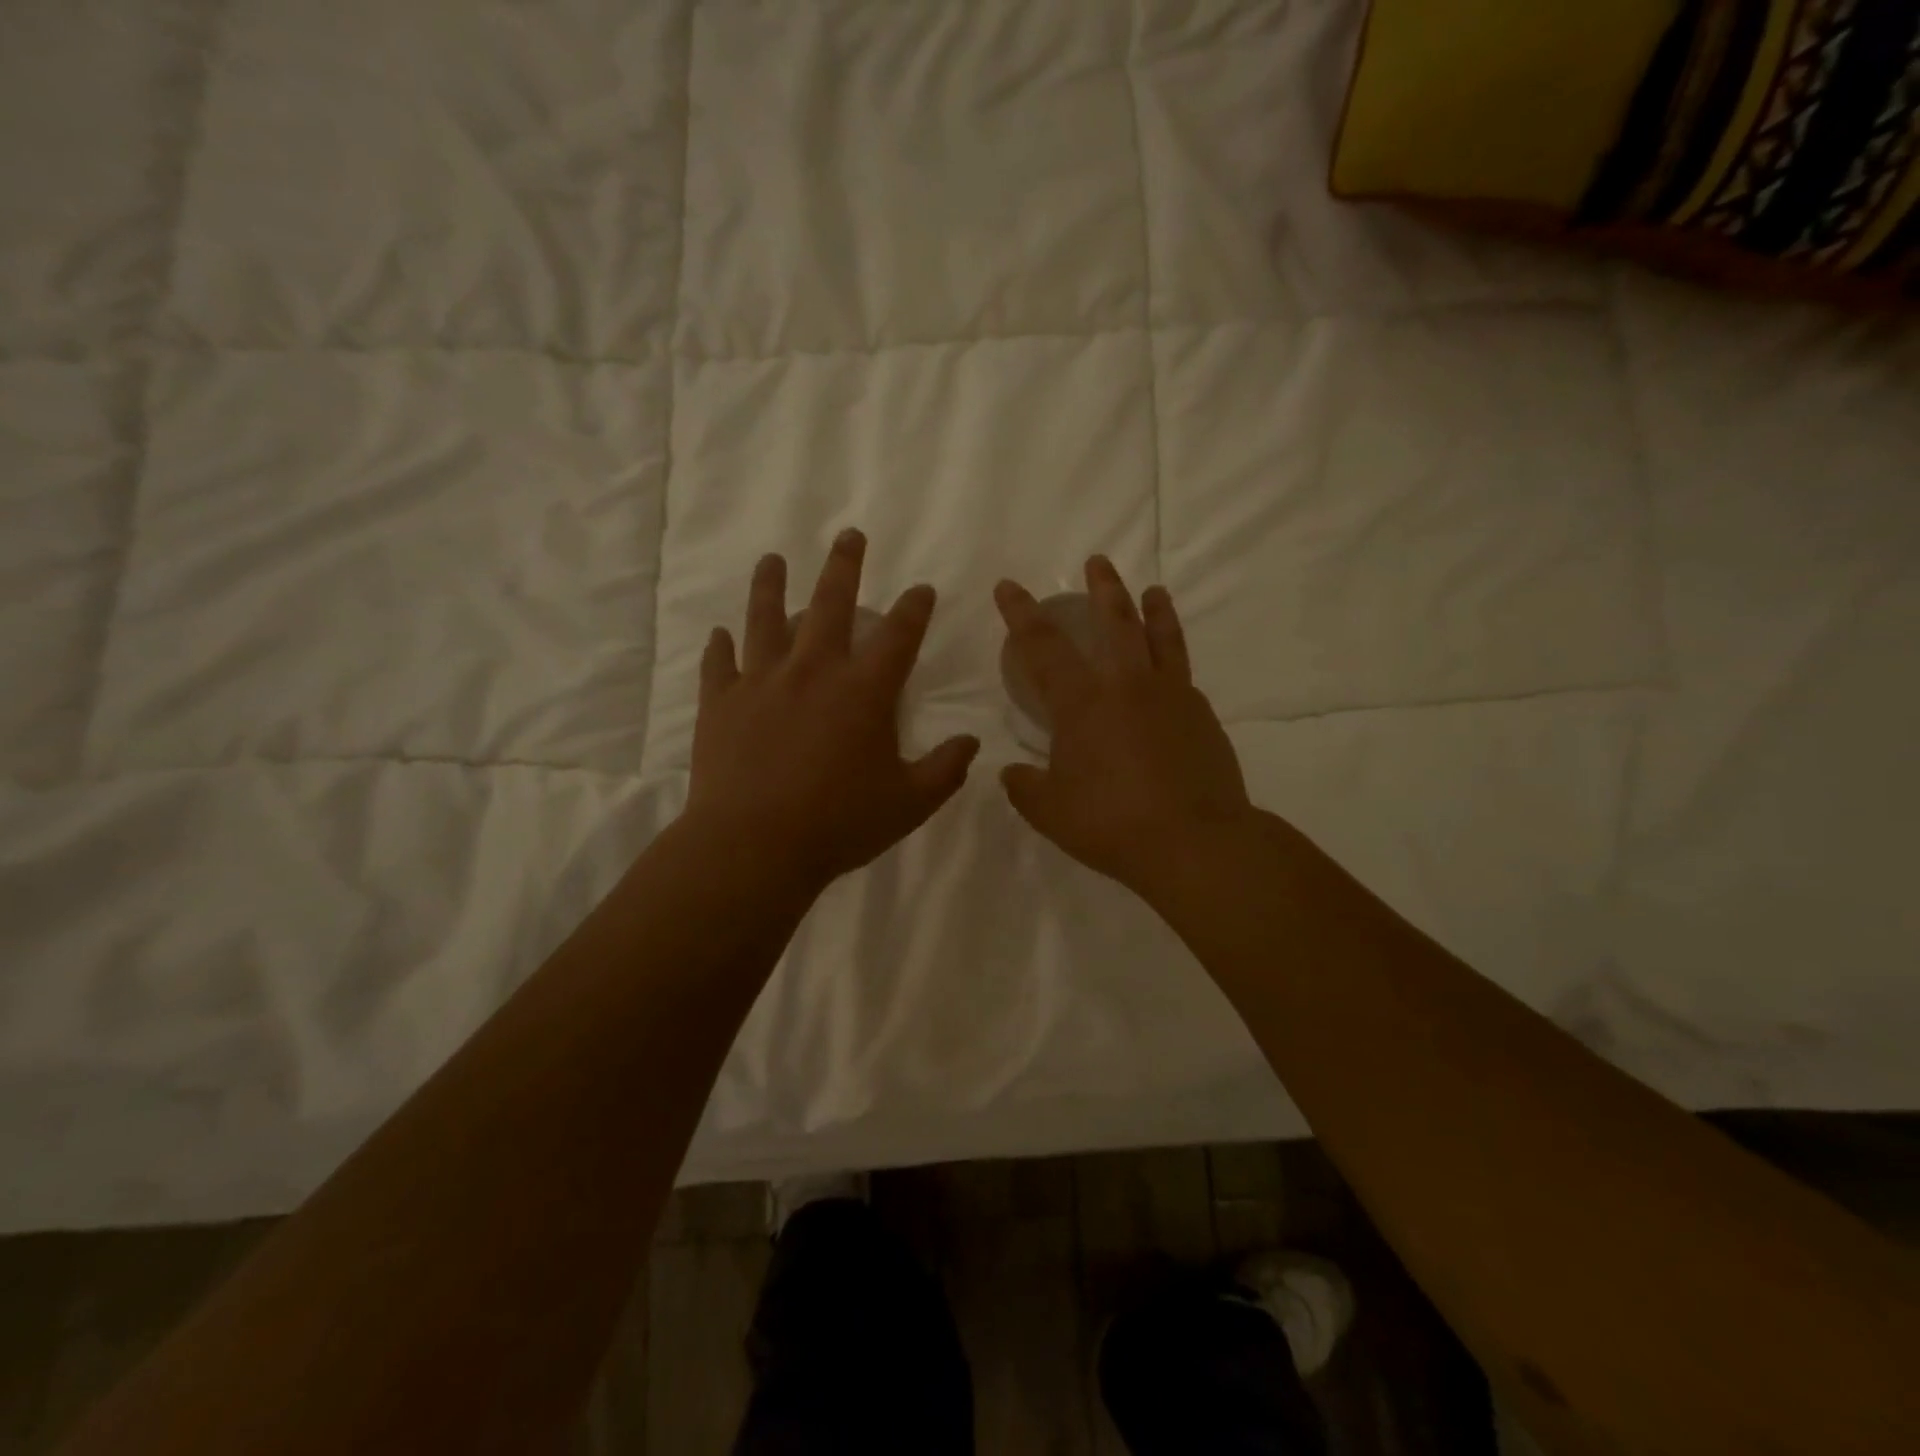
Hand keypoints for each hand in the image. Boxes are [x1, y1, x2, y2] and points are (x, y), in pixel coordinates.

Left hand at [686, 529, 980, 896]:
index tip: (922, 589)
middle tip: (849, 535)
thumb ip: (945, 769)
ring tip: (772, 559)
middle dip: (844, 566)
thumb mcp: (909, 804)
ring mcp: (762, 681)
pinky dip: (721, 647)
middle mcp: (814, 671)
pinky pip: (720, 664)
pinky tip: (720, 633)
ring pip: (766, 618)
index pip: (899, 635)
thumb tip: (972, 742)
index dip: (915, 608)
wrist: (754, 846)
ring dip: (771, 585)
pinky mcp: (722, 702)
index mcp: (864, 691)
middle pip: (831, 603)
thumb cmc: (839, 824)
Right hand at [996, 558, 1252, 897]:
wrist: (1195, 842)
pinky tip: (1170, 672)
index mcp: (1082, 703)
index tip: (1010, 587)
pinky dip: (1173, 662)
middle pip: (1114, 621)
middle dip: (1102, 588)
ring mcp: (1171, 696)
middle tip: (1097, 562)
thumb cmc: (1112, 823)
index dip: (1021, 613)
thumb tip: (1012, 772)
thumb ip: (1025, 787)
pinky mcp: (1202, 715)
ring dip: (1153, 609)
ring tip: (1153, 590)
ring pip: (1160, 638)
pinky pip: (1182, 675)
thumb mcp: (1051, 811)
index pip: (1043, 646)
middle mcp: (1127, 686)